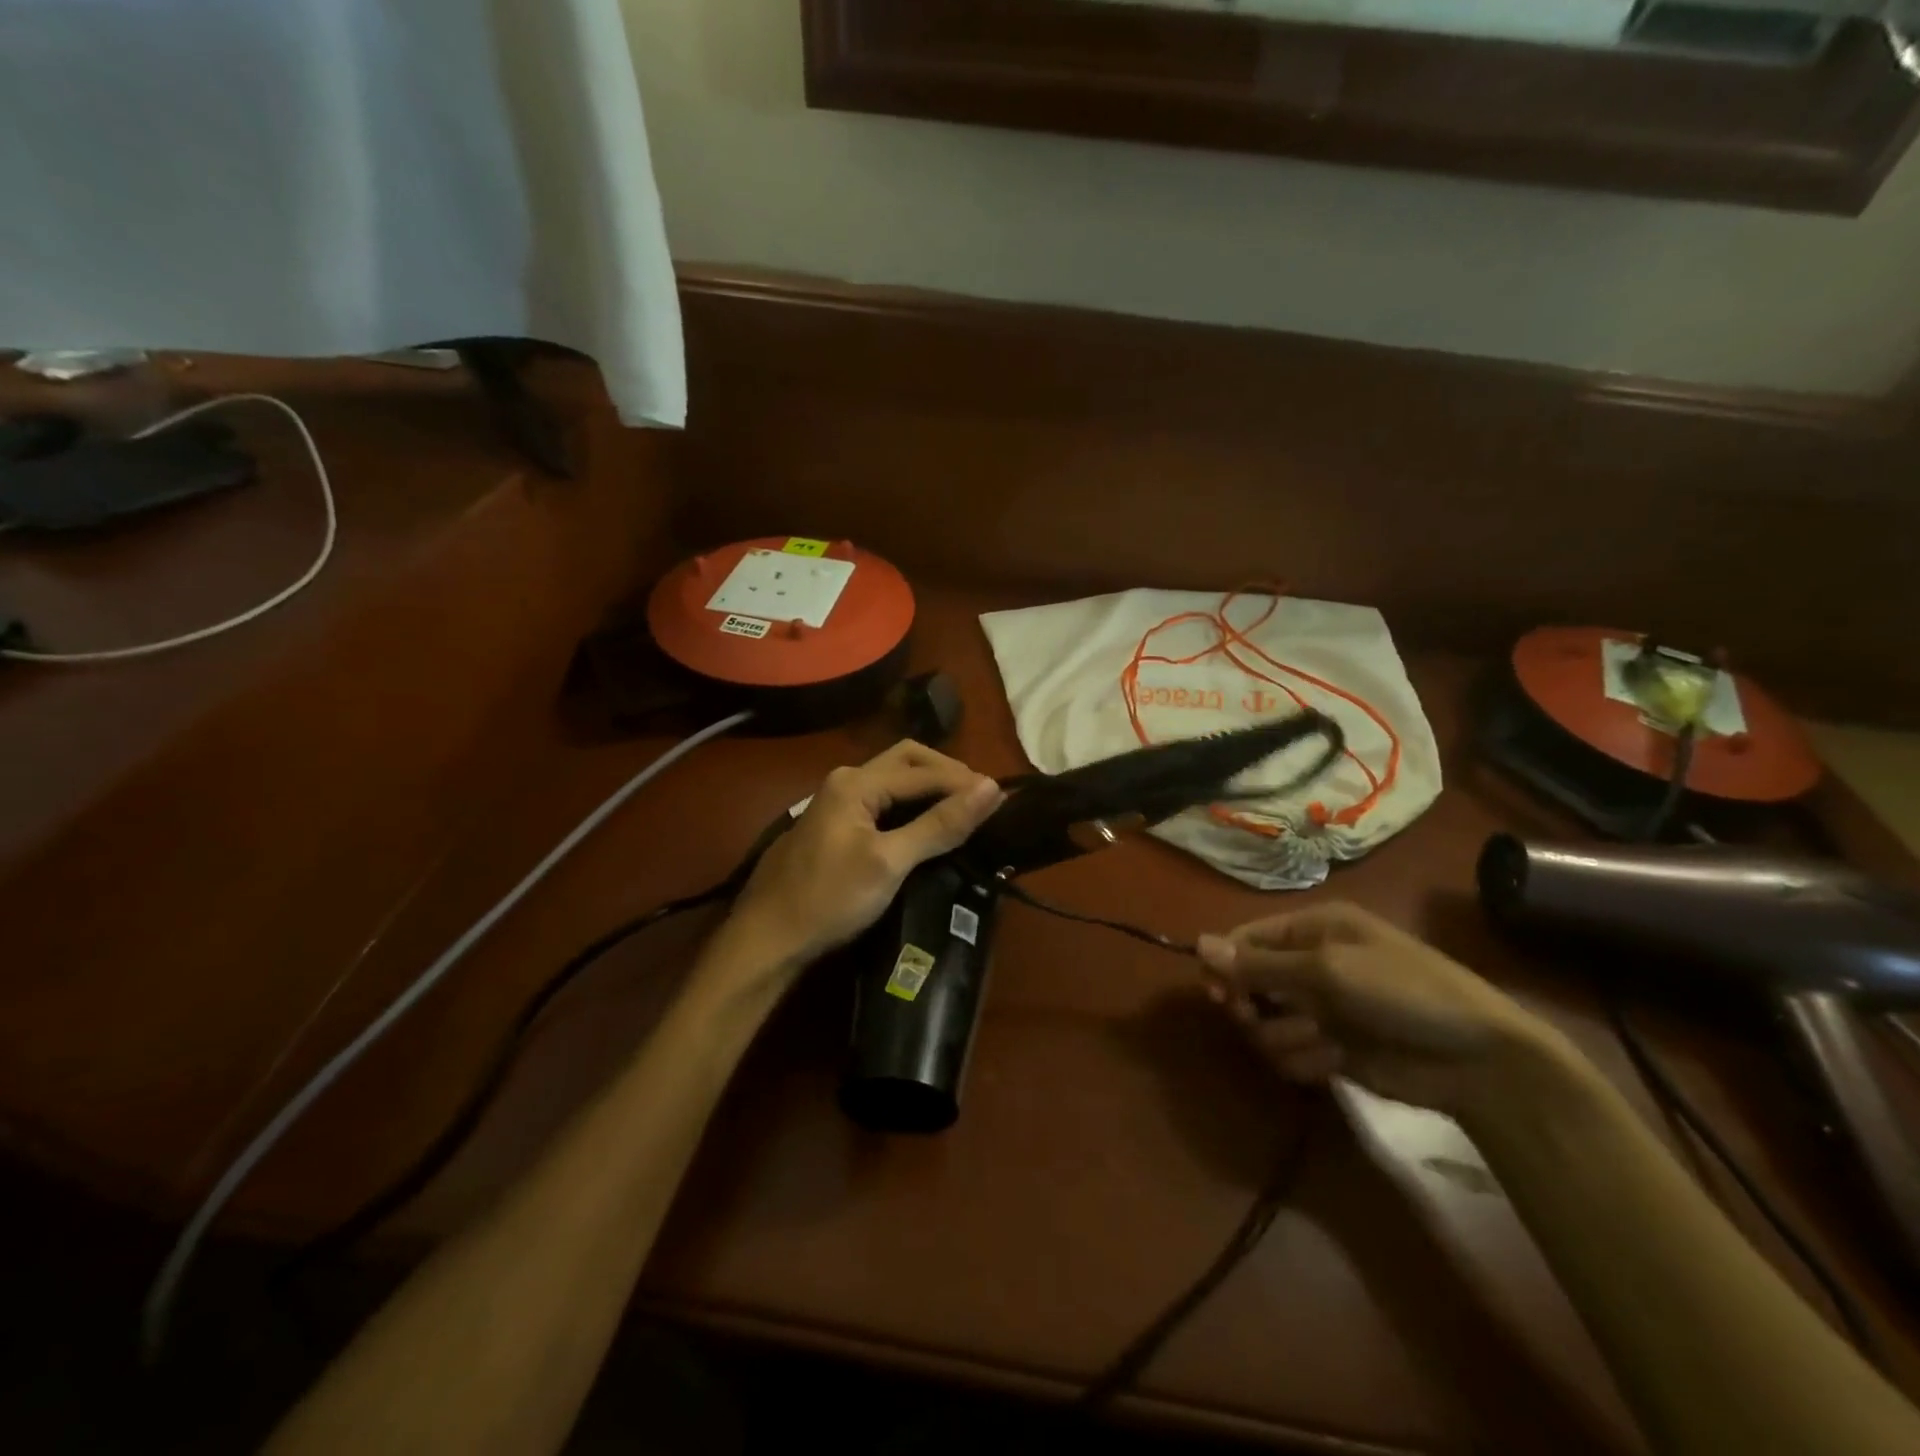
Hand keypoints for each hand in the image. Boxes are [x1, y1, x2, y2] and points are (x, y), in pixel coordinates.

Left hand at [723, 741, 1004, 979]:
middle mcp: (846, 780)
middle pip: (907, 760)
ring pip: (894, 779)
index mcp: (856, 782)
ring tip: (963, 809)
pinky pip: (883, 799)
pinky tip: (928, 823)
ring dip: (930, 786)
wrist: (766, 939)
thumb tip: (991, 789)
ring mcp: (837, 801)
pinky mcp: (836, 824)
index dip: (965, 782)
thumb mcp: (889, 862)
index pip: (925, 772)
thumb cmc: (829, 899)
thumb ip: (940, 824)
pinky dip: (912, 804)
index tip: (1004, 798)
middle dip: (947, 772)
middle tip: (982, 798)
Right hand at [1196, 902, 1560, 1117]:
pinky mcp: (1330, 1050)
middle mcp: (1310, 965)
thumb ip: (1260, 964)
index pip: (1246, 939)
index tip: (1218, 992)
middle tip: (1256, 1017)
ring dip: (1284, 1036)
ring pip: (1264, 1024)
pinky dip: (1305, 1060)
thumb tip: (1197, 944)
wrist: (1477, 1060)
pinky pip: (1289, 1054)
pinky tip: (1336, 1061)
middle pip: (1248, 983)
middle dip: (1252, 1004)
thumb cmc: (1403, 992)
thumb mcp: (1327, 970)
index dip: (1226, 964)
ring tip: (1320, 1040)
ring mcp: (1320, 1009)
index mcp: (1312, 930)